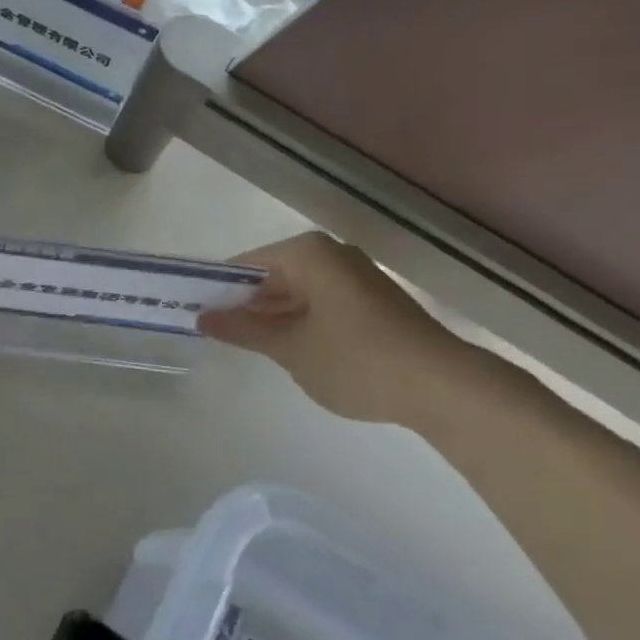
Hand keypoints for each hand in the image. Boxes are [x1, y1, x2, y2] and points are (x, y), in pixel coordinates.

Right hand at [198, 230, 470, 428]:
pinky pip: (321, 302)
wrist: (443, 386)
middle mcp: (330, 254)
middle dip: (247, 304)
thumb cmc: (355, 359)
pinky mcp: (372, 300)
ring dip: (274, 316)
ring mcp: (355, 276)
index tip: (196, 315)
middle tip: (217, 333)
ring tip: (247, 345)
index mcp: (306, 254)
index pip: (245, 265)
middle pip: (272, 275)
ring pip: (297, 291)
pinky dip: (301, 321)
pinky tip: (290, 349)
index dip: (219, 290)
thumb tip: (202, 317)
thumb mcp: (290, 348)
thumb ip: (244, 329)